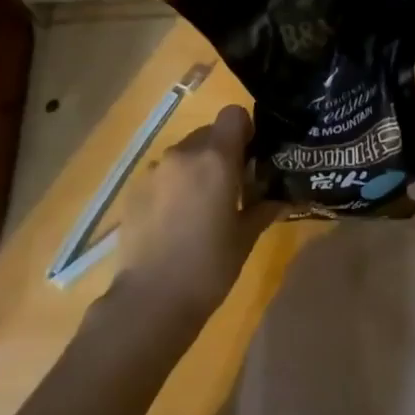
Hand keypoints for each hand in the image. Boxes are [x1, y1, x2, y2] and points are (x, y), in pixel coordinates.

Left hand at [114, 104, 277, 325]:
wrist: (151, 300)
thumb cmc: (209, 267)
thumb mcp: (245, 238)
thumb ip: (263, 208)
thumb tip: (281, 197)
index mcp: (215, 159)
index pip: (233, 114)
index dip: (244, 130)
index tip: (250, 156)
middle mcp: (183, 154)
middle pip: (208, 133)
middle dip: (221, 153)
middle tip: (229, 188)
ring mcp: (154, 170)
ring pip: (183, 154)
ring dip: (195, 169)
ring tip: (199, 208)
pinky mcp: (134, 189)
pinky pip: (162, 174)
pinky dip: (173, 186)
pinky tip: (174, 221)